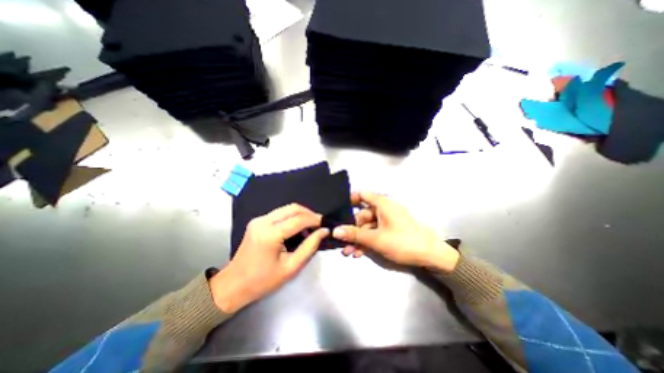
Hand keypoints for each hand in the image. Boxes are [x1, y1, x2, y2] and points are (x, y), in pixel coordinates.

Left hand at [210, 202, 328, 313]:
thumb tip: (323, 232)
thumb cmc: (263, 281)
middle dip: (309, 214)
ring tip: (310, 227)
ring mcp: (259, 220)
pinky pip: (280, 214)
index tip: (325, 224)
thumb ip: (309, 247)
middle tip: (319, 224)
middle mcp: (263, 221)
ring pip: (286, 209)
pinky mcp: (257, 221)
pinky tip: (297, 228)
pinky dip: (292, 217)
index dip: (314, 220)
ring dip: (301, 215)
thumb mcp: (291, 267)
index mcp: (270, 234)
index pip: (298, 219)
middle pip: (293, 208)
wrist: (233, 285)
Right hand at [332, 192, 462, 273]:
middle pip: (362, 216)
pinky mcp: (390, 231)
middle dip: (351, 231)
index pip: (362, 195)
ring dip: (357, 239)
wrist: (431, 256)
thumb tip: (335, 231)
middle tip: (341, 243)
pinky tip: (359, 253)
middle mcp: (383, 209)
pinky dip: (366, 242)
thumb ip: (354, 234)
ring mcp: (387, 221)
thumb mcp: (376, 239)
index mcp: (382, 204)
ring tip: (348, 252)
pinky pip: (374, 233)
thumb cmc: (403, 242)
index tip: (338, 210)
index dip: (349, 199)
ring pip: (367, 228)